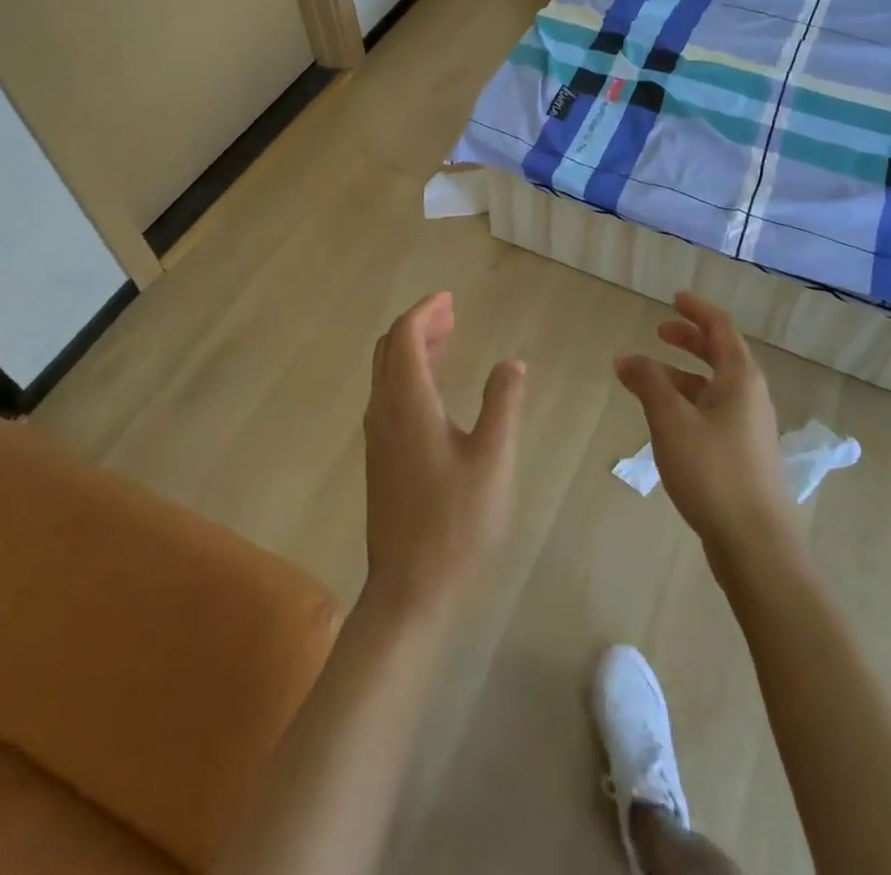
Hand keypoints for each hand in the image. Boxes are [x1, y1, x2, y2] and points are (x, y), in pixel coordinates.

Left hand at [363, 293, 525, 618]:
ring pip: (386, 374)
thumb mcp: (494, 459)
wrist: (410, 591)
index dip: (426, 311)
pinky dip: (409, 375)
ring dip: (412, 349)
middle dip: (418, 325)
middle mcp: (384, 413)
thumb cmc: (457, 523)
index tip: (451, 299)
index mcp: (408, 404)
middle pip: (389, 350)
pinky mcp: (380, 460)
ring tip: (447, 341)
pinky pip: (388, 397)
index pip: (406, 336)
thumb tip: (512, 362)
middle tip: (452, 315)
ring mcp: (377, 438)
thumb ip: (503, 404)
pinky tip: (436, 391)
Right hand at [615, 292, 797, 568]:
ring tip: (648, 379)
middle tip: (660, 332)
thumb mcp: (671, 421)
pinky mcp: (743, 455)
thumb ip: (647, 383)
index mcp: (740, 378)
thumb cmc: (712, 472)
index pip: (720, 328)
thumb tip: (627, 357)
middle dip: (689, 340)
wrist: (755, 544)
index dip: (696, 310)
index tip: (674, 298)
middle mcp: (750, 396)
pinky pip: (713, 412)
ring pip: (714, 386)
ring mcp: (749, 427)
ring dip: (683, 374)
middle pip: (720, 354)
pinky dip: (689, 402)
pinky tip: (666, 421)